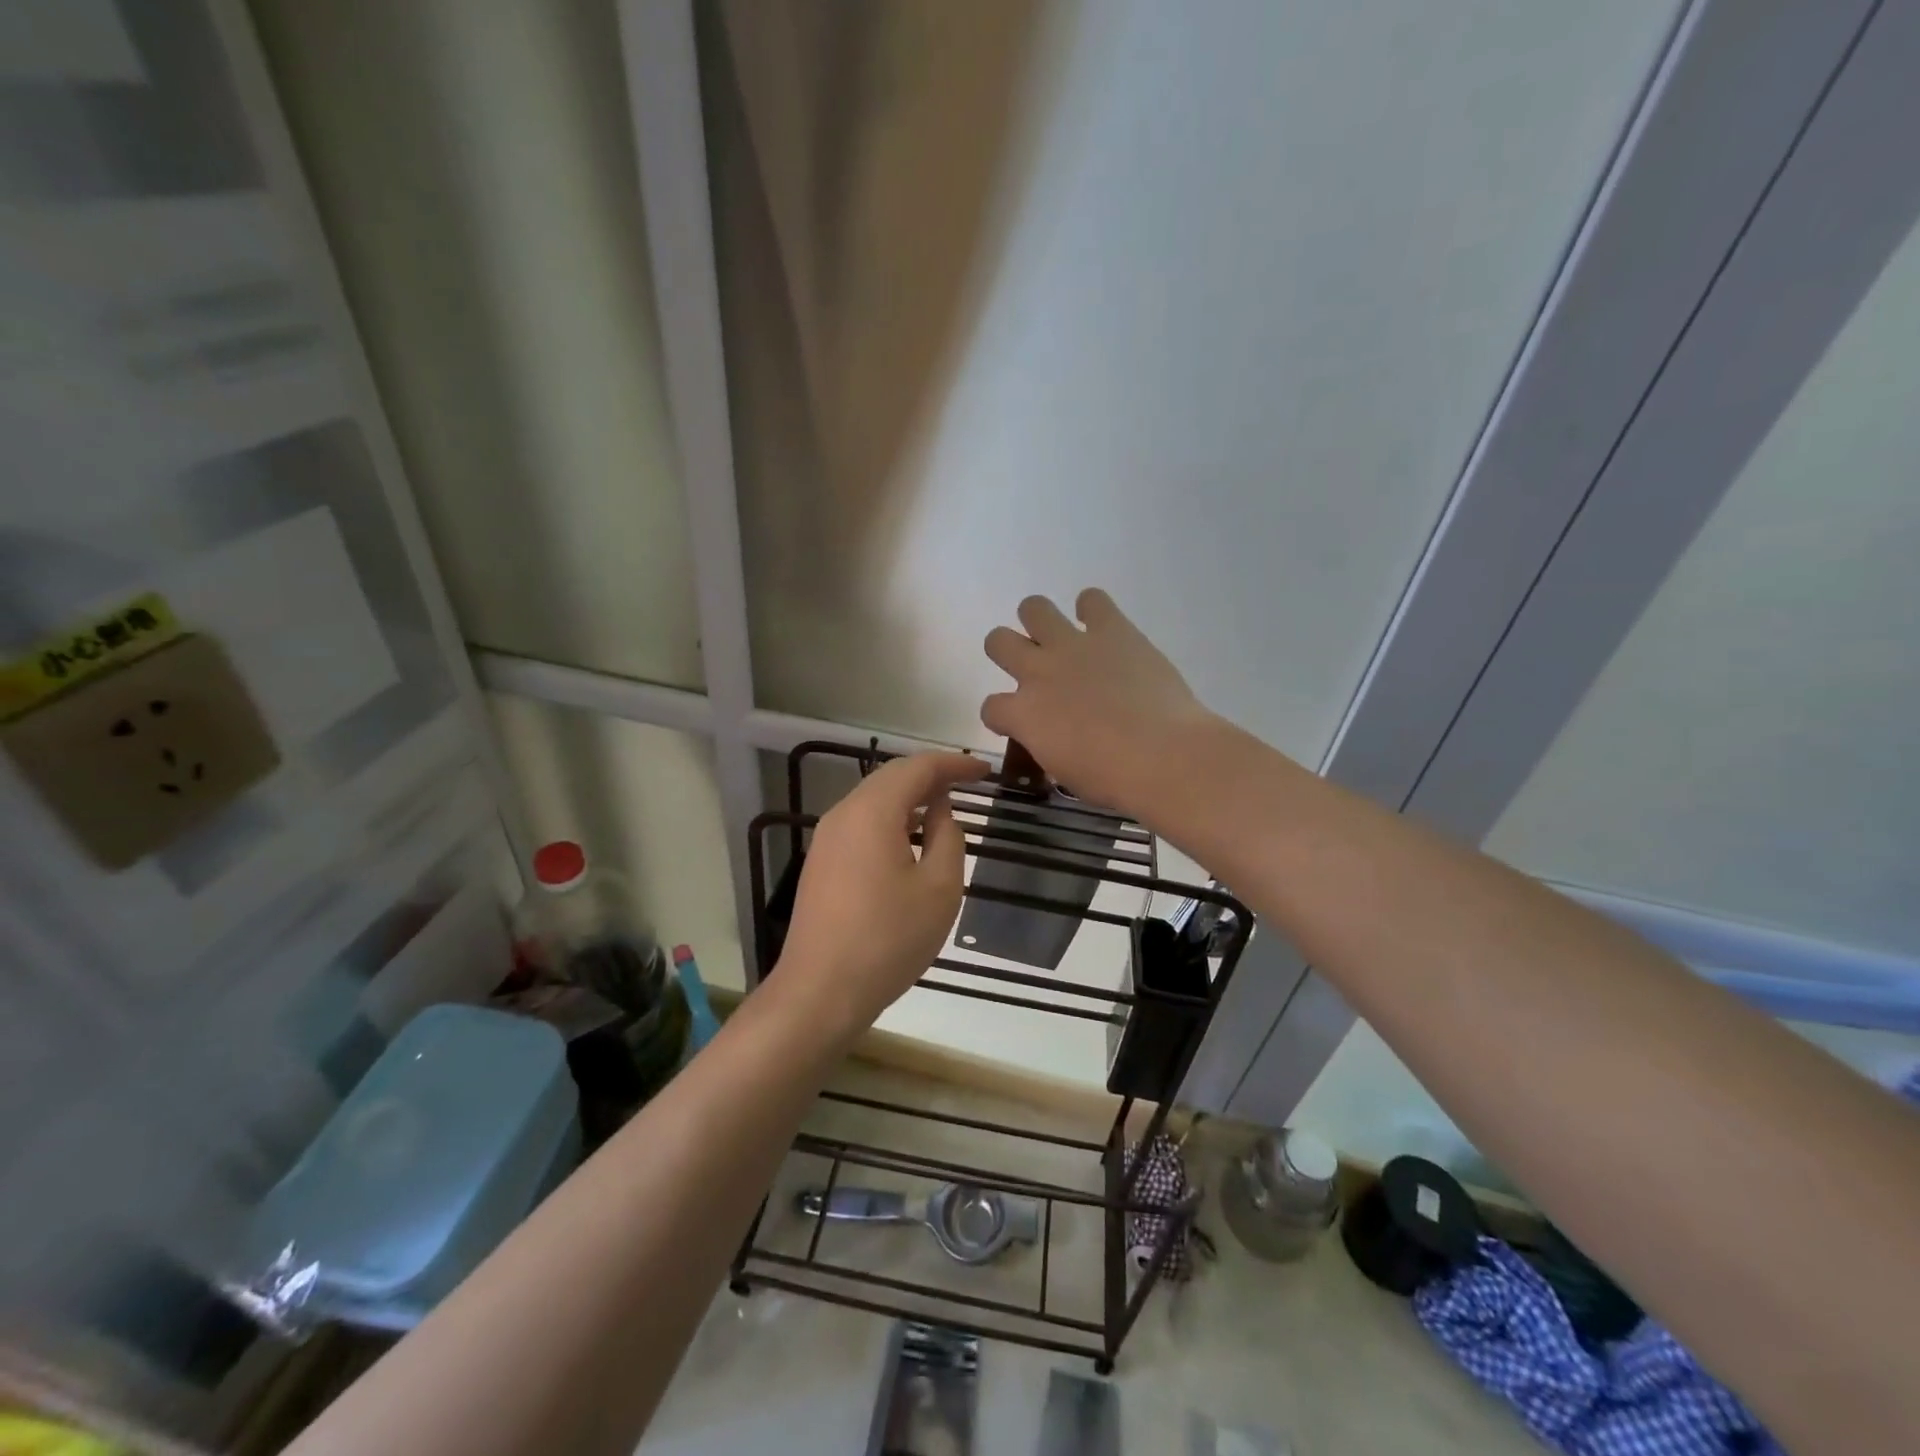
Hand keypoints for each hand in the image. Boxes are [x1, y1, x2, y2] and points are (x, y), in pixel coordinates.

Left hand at [775, 752, 988, 1036]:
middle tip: (967, 782)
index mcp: (872, 812)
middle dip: (930, 775)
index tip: (984, 771)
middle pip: (891, 778)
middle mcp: (843, 814)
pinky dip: (891, 819)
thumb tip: (940, 811)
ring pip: (873, 800)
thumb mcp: (939, 889)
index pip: (918, 768)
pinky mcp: (821, 863)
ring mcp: (827, 839)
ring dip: (909, 798)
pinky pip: (861, 824)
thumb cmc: (888, 939)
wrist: (820, 992)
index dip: (954, 764)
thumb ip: (947, 838)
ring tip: (943, 808)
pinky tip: (909, 840)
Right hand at [982, 589, 1216, 814]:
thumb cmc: (1113, 779)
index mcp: (1023, 715)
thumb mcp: (1065, 771)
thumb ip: (1048, 745)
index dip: (1002, 715)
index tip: (1020, 723)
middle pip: (998, 641)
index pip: (991, 707)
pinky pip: (1092, 600)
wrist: (1162, 756)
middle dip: (1009, 652)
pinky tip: (1104, 627)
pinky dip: (1093, 609)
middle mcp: (1038, 672)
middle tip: (1035, 668)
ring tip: (1059, 636)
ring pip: (1033, 608)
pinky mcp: (1112, 630)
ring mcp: (1073, 646)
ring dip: (1040, 620)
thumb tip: (1056, 737)